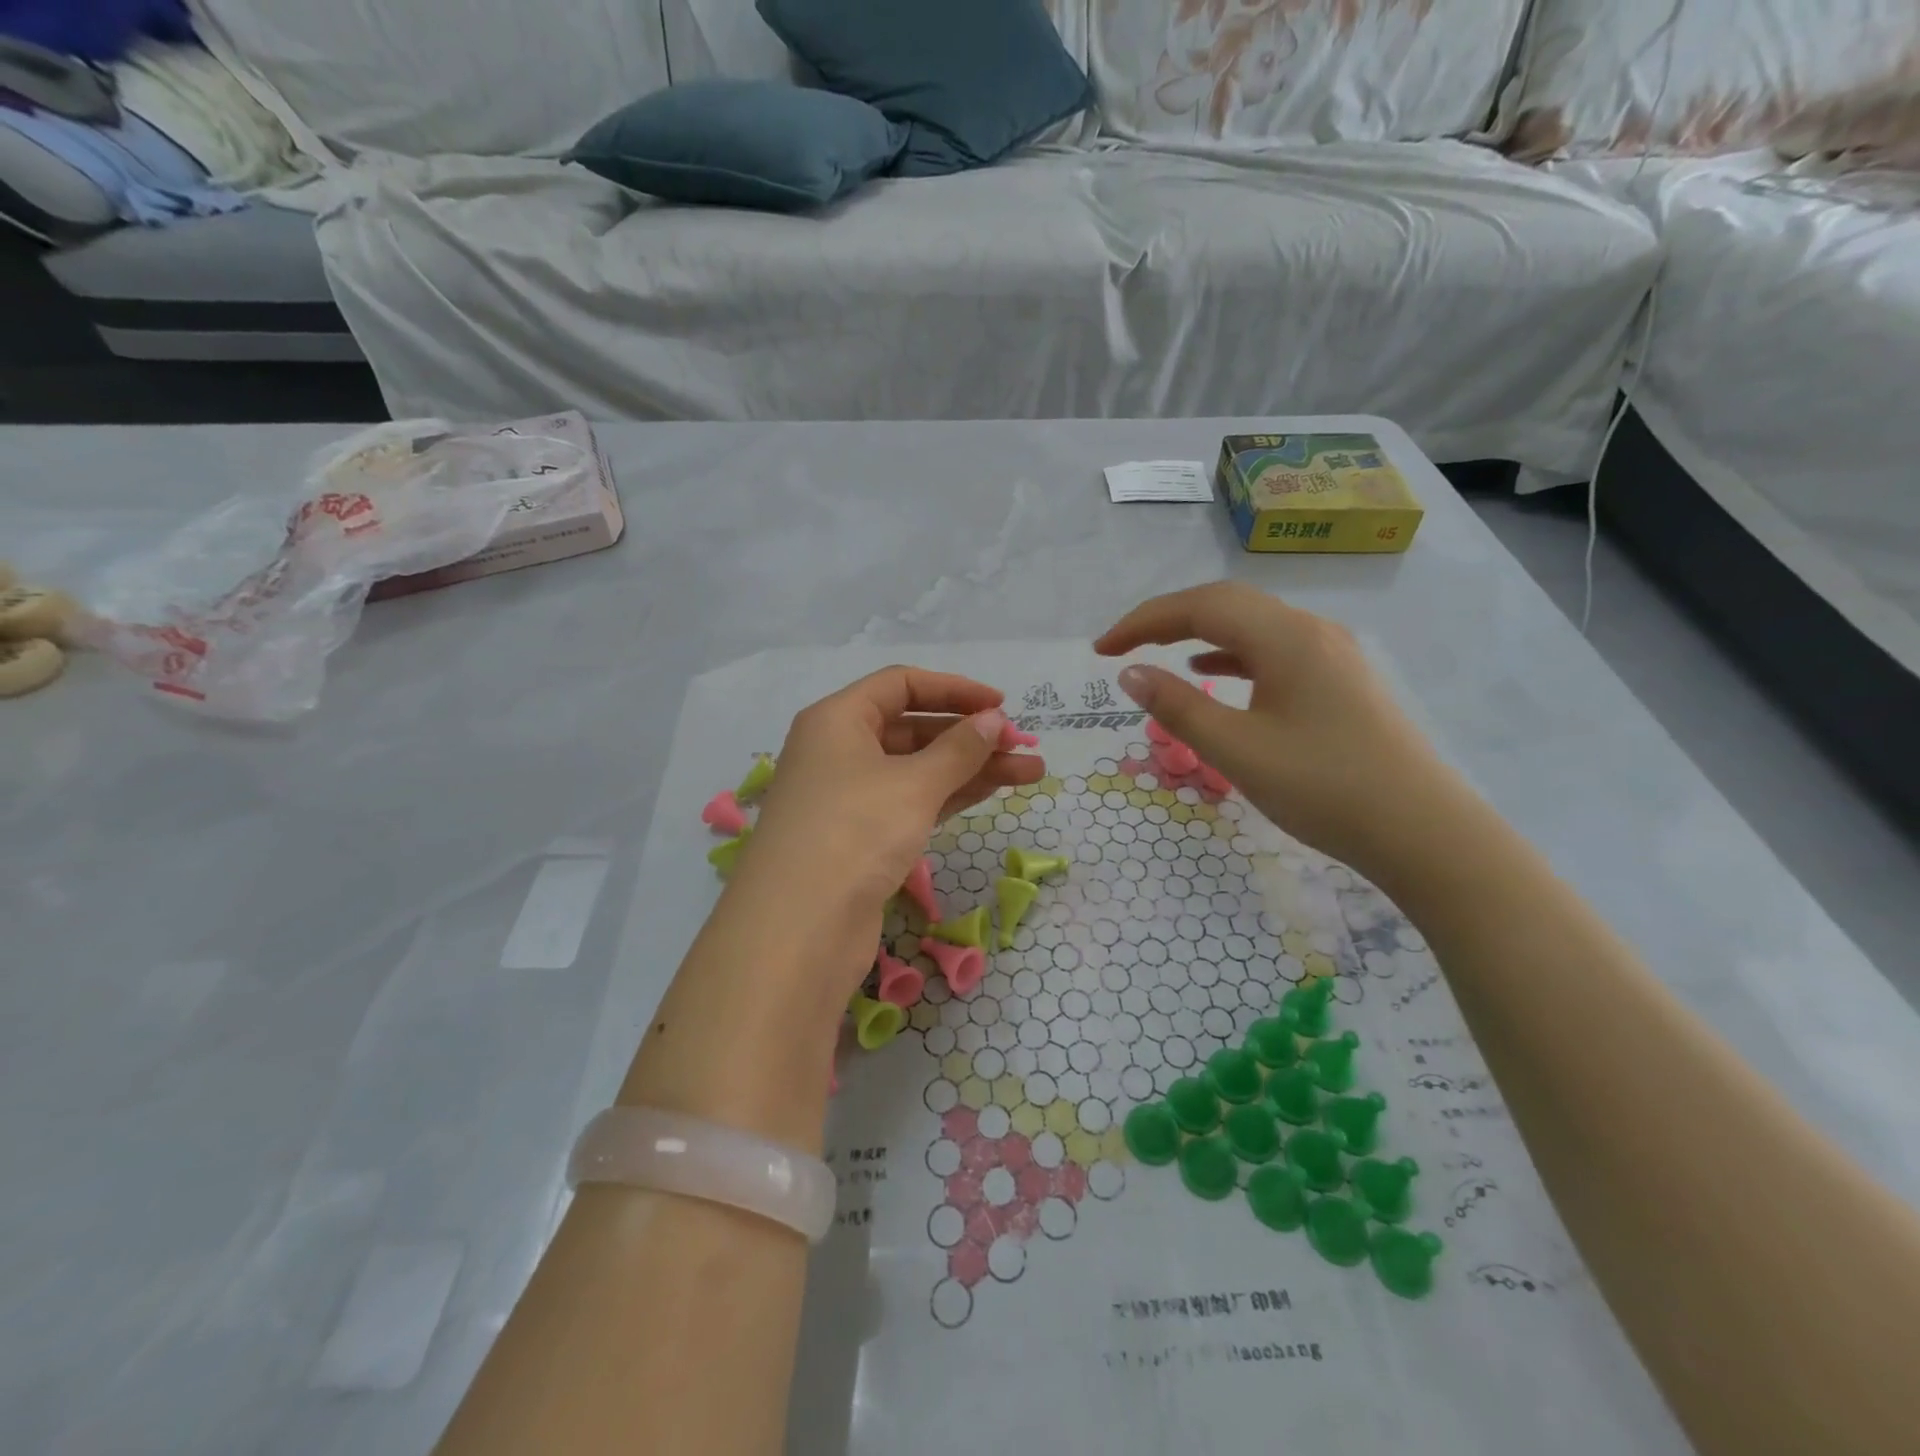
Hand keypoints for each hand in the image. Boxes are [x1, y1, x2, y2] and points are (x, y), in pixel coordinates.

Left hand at [729, 667, 1045, 996]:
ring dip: (971, 768)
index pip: (901, 684)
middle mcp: (839, 751)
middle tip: (1022, 745)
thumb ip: (959, 749)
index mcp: (837, 720)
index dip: (954, 689)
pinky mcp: (862, 838)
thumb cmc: (855, 832)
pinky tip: (993, 792)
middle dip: (970, 735)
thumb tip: (993, 720)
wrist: (799, 929)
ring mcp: (849, 797)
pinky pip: (912, 802)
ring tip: (1030, 771)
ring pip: (918, 769)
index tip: (1001, 704)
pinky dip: (950, 796)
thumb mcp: (913, 783)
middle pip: (912, 727)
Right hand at [1095, 582, 1459, 876]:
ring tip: (1159, 657)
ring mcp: (1331, 654)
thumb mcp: (1238, 751)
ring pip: (1252, 627)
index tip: (1100, 650)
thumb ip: (1178, 708)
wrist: (1423, 833)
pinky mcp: (1340, 681)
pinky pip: (1273, 651)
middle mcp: (1310, 631)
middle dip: (1167, 621)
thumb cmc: (1324, 788)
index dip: (1143, 622)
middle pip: (1227, 605)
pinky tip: (1213, 676)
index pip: (1199, 606)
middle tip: (1123, 648)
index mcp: (1286, 637)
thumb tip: (1131, 673)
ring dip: (1199, 635)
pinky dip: (1232, 657)